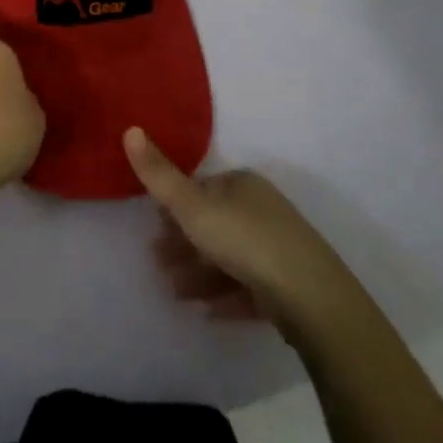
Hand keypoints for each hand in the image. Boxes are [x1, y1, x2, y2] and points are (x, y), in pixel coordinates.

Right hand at [124, 127, 332, 320]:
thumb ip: (159, 175)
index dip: (174, 208)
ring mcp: (279, 248)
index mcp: (241, 184)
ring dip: (199, 273)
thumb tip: (130, 128)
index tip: (154, 230)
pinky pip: (250, 287)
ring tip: (176, 293)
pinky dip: (226, 296)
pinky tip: (208, 313)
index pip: (200, 189)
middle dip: (184, 244)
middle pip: (214, 223)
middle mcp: (261, 209)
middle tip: (158, 265)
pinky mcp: (290, 285)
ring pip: (230, 257)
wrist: (312, 298)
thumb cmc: (245, 241)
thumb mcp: (193, 206)